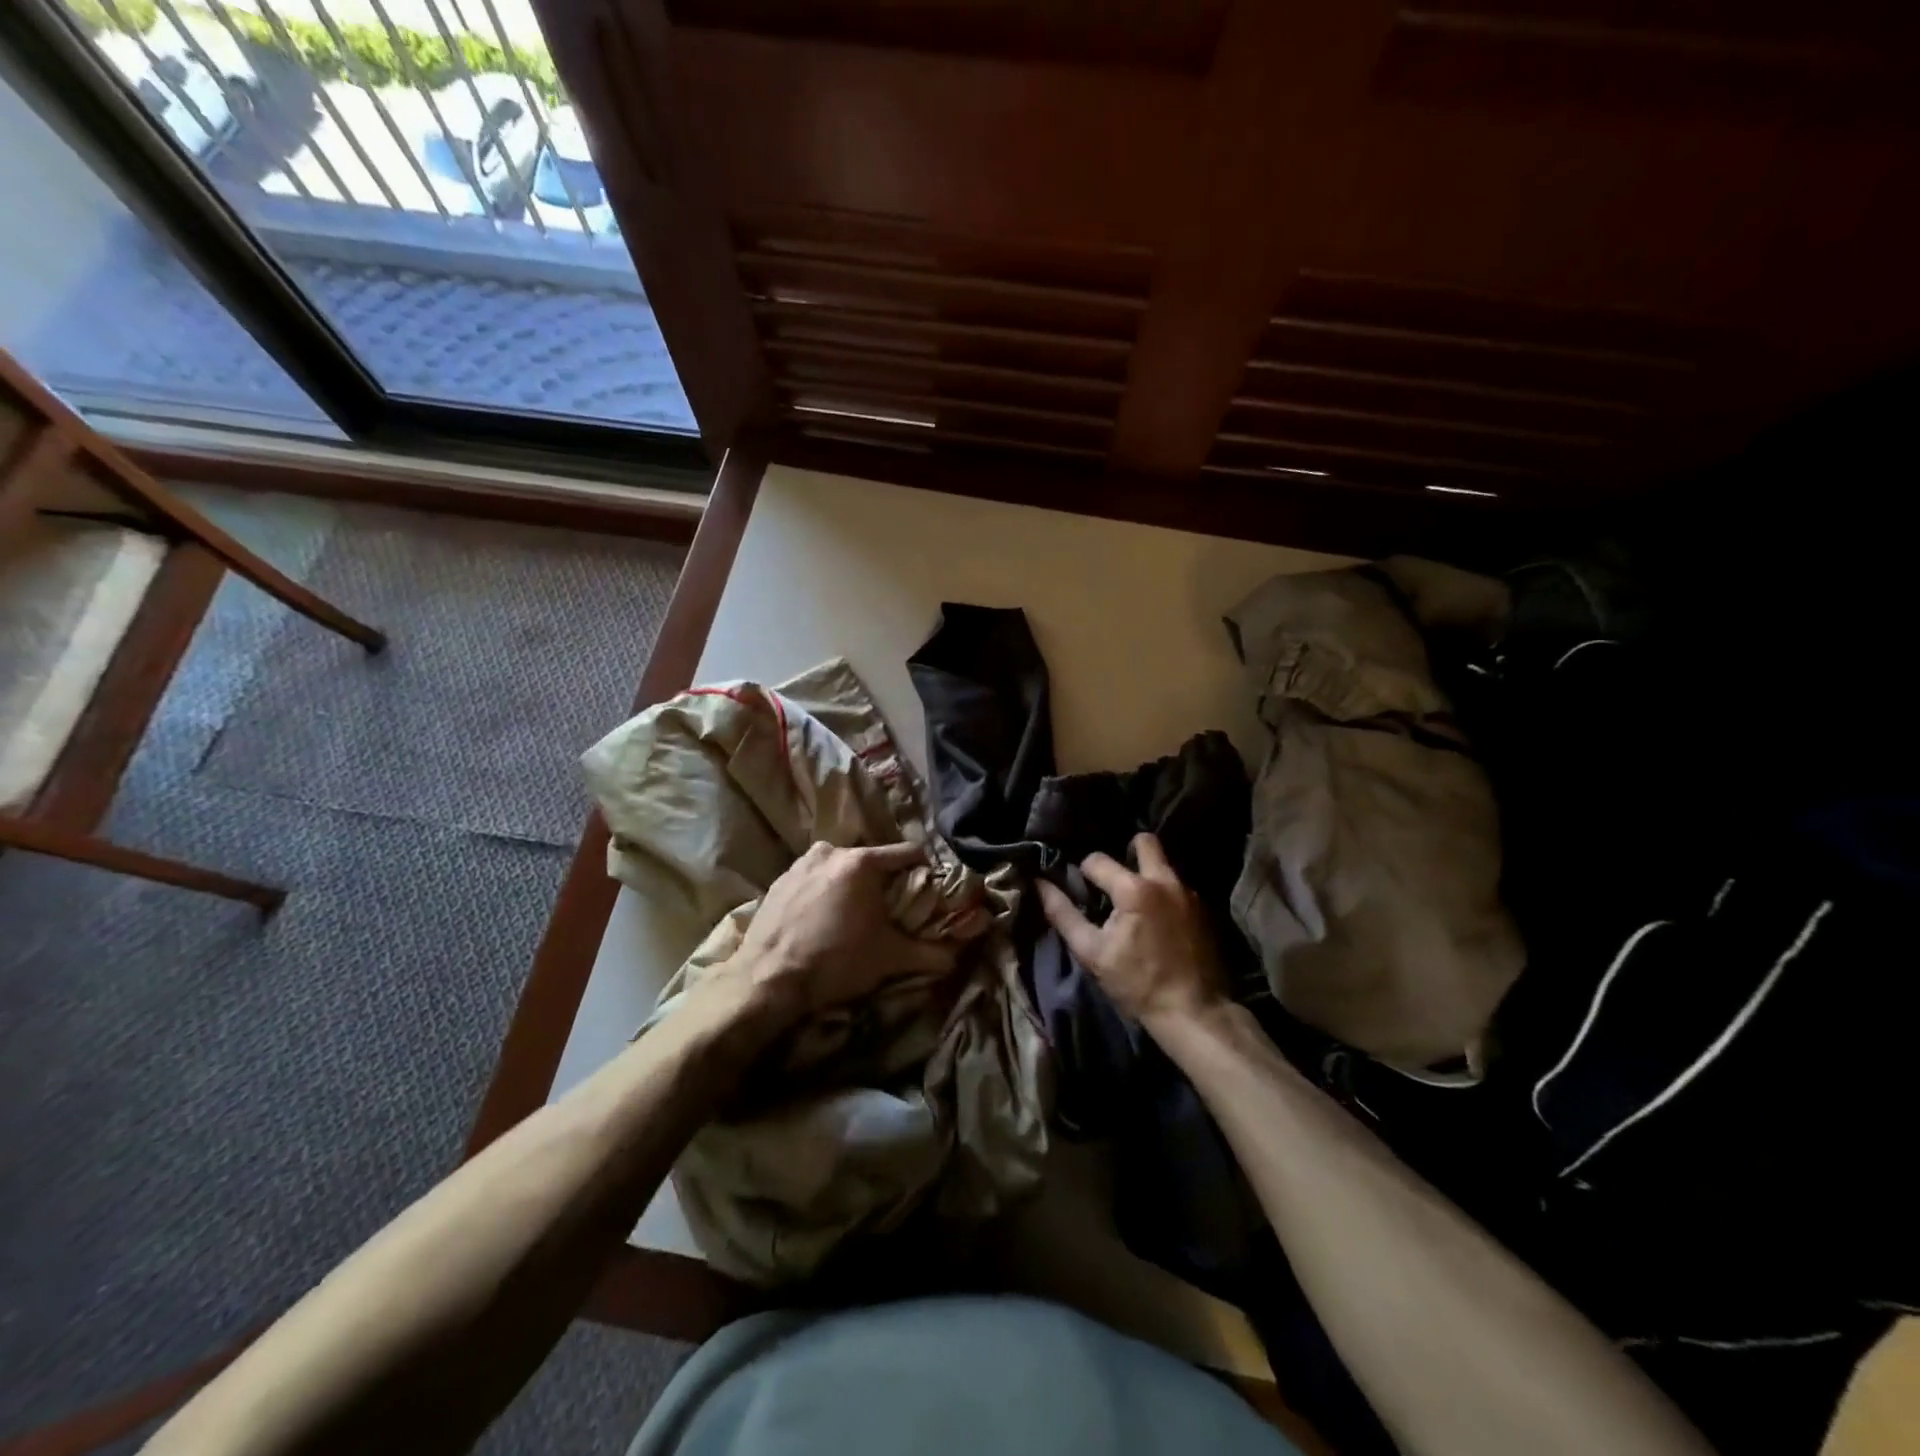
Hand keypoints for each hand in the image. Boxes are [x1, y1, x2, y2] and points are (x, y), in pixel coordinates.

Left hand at [733, 840, 973, 1021]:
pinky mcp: (779, 880)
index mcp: (862, 862)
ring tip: (855, 916)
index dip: (925, 870)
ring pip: (841, 868)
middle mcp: (831, 852)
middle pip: (872, 860)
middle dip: (885, 881)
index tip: (929, 891)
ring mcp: (801, 863)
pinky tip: (823, 919)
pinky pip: (814, 878)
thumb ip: (928, 954)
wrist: (767, 980)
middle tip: (891, 910)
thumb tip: (956, 958)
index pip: (908, 853)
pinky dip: (824, 892)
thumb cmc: (835, 962)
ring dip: (852, 886)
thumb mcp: (889, 958)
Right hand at [1036, 833, 1228, 1032]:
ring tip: (1133, 901)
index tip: (1082, 892)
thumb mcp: (1092, 952)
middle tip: (1114, 879)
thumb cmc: (1137, 983)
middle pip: (1145, 842)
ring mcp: (1189, 893)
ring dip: (1146, 874)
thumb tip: (1039, 884)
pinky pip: (1178, 886)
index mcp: (1134, 889)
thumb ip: (1063, 914)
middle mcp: (1164, 880)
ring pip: (1163, 864)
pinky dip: (1163, 893)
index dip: (1083, 872)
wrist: (1194, 1012)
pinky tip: (1157, 918)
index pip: (1097, 860)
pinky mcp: (1204, 909)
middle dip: (1126, 851)